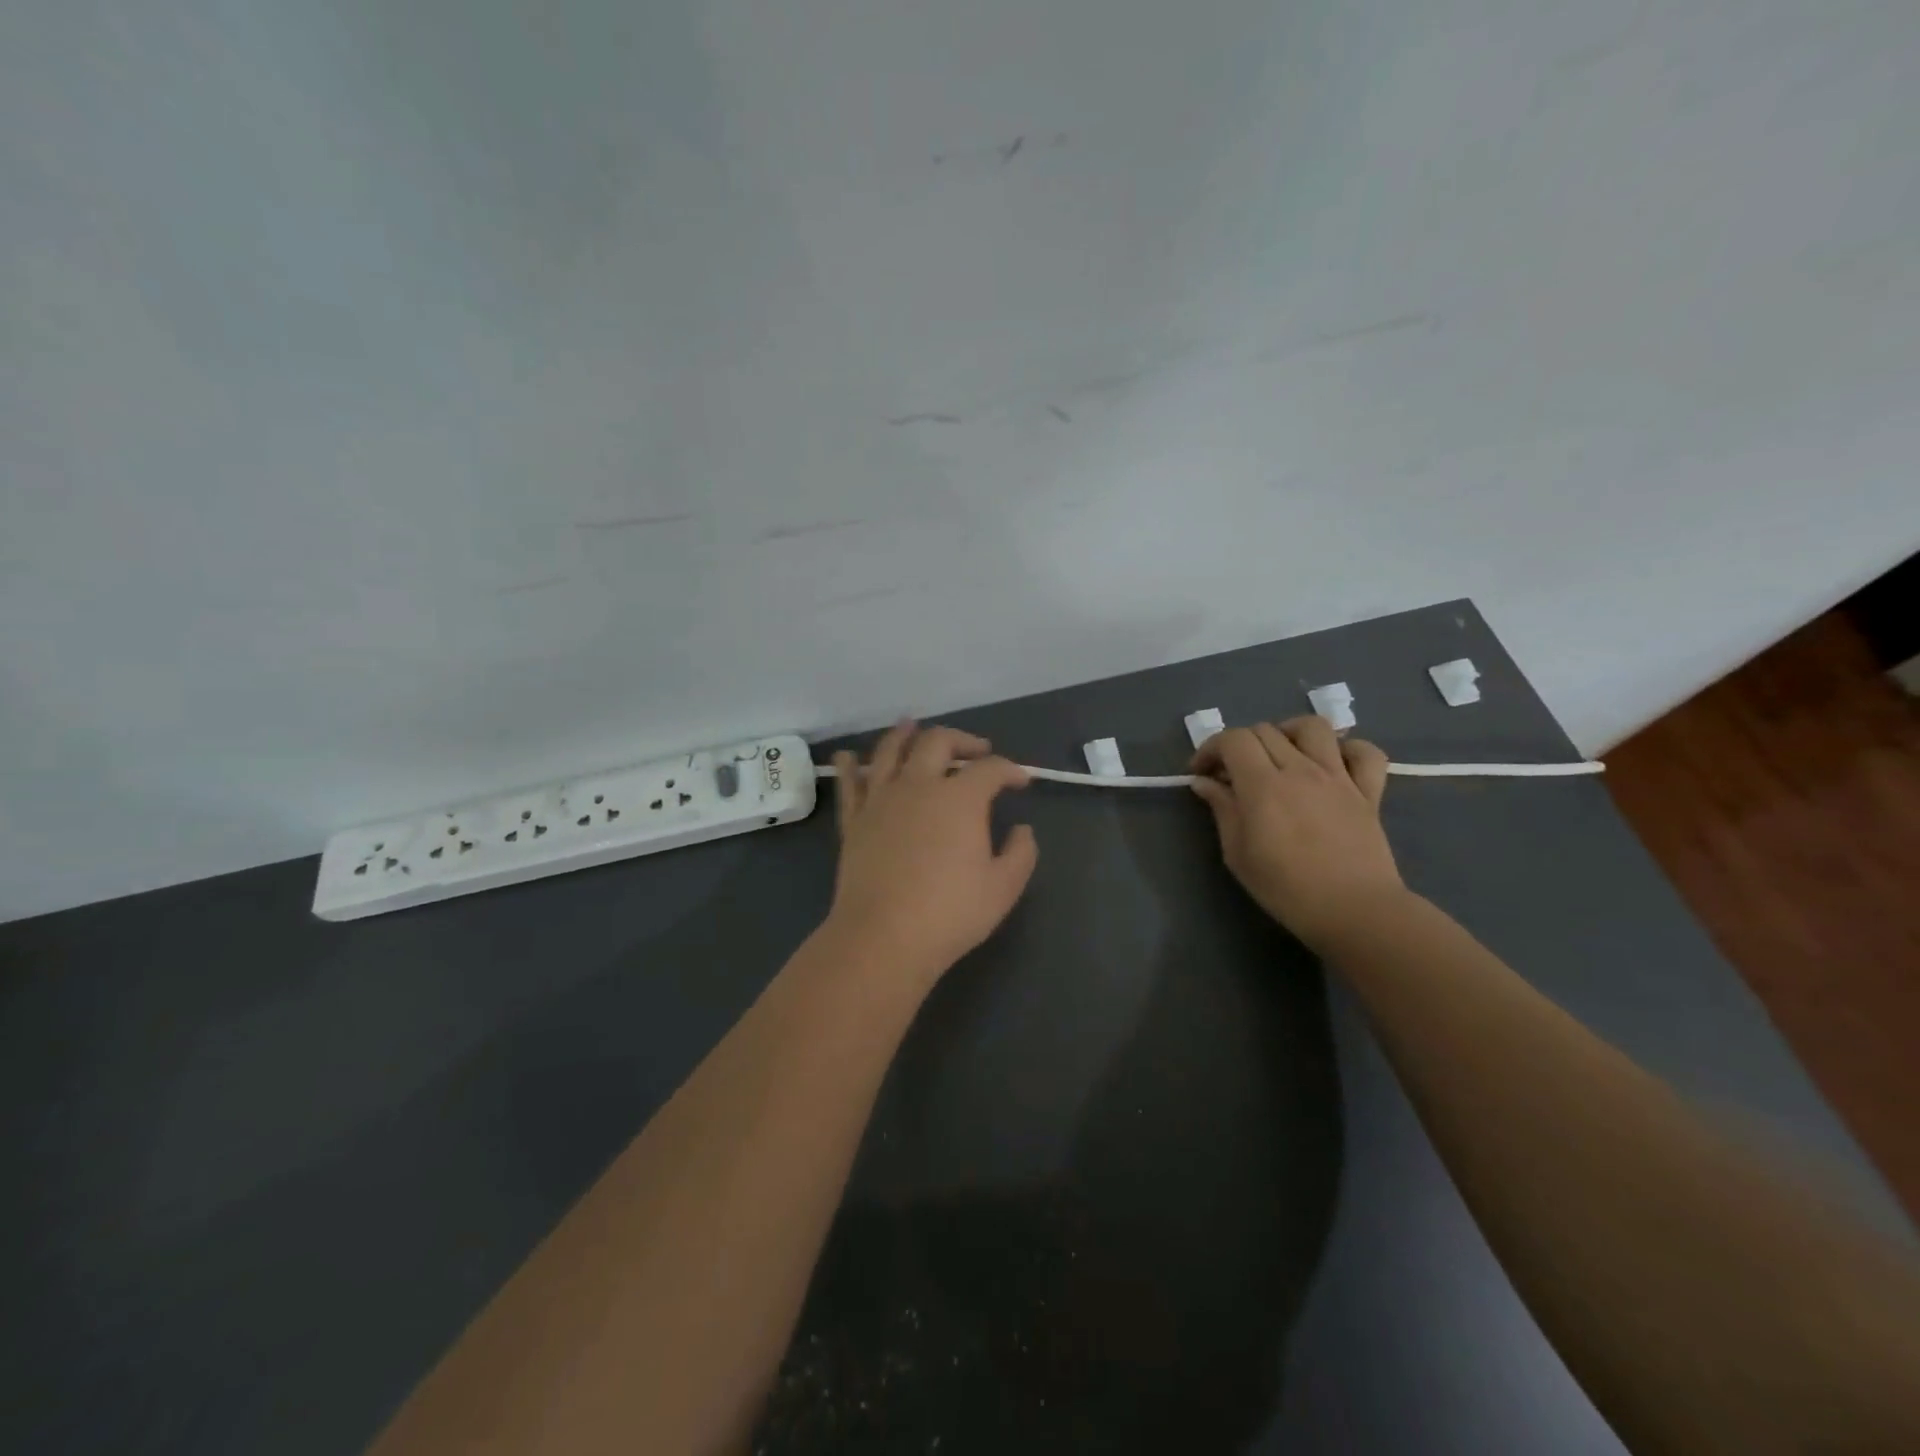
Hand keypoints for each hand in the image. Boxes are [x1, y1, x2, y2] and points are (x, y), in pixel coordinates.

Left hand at [824, 722, 1038, 983]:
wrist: (884, 936)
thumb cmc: (950, 913)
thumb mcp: (1003, 887)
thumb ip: (1021, 853)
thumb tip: (1023, 830)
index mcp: (960, 798)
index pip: (990, 768)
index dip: (1011, 769)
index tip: (1022, 781)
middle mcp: (919, 785)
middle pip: (938, 742)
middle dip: (962, 739)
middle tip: (976, 749)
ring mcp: (881, 799)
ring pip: (890, 750)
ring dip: (904, 734)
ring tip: (912, 726)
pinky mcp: (854, 820)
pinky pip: (849, 783)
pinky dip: (849, 765)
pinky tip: (849, 756)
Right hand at [1190, 716, 1404, 947]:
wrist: (1354, 912)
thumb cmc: (1286, 889)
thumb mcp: (1237, 854)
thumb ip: (1222, 810)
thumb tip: (1205, 783)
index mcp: (1263, 785)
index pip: (1233, 739)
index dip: (1211, 748)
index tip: (1201, 773)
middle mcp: (1300, 770)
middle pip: (1265, 730)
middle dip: (1240, 745)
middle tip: (1233, 773)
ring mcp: (1339, 777)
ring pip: (1314, 727)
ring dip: (1289, 732)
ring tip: (1281, 754)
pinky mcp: (1369, 792)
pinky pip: (1366, 753)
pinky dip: (1349, 749)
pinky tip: (1333, 764)